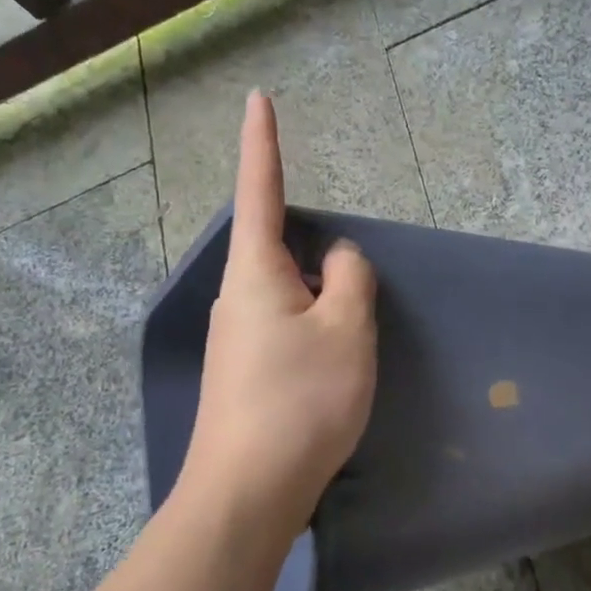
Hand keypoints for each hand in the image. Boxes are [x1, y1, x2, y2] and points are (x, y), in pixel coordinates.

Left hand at [181, 93, 377, 534]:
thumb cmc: (302, 400)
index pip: (261, 191)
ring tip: (349, 350)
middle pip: (283, 253)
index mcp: (256, 273)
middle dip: (320, 261)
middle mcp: (237, 298)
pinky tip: (331, 374)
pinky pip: (287, 332)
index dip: (263, 144)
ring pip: (290, 298)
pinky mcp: (245, 375)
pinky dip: (315, 337)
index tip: (257, 100)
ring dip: (322, 307)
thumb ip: (351, 278)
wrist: (249, 490)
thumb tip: (339, 260)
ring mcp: (236, 339)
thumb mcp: (347, 329)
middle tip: (353, 305)